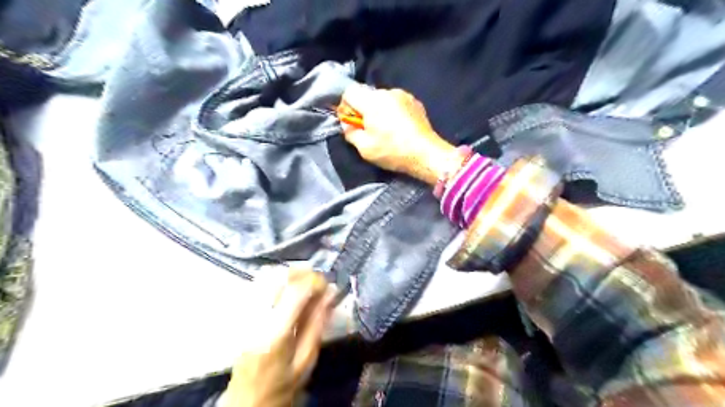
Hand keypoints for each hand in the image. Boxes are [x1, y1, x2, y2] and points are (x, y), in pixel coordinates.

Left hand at [219, 267, 334, 406]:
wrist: (245, 403)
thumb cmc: (280, 387)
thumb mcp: (306, 361)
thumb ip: (317, 325)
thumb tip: (331, 295)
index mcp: (275, 333)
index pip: (296, 291)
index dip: (315, 280)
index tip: (328, 286)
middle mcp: (257, 317)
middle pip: (280, 277)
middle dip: (304, 273)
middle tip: (319, 284)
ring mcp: (246, 313)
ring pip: (268, 276)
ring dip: (291, 274)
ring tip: (306, 284)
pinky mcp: (241, 313)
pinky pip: (259, 283)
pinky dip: (278, 279)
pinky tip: (288, 288)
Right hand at [342, 86, 462, 183]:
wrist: (426, 154)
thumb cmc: (393, 151)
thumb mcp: (365, 148)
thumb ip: (350, 132)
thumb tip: (348, 124)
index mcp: (372, 101)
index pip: (349, 92)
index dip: (346, 106)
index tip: (351, 122)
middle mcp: (388, 92)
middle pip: (367, 95)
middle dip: (363, 110)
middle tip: (368, 130)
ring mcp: (404, 95)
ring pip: (382, 99)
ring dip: (379, 111)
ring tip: (385, 130)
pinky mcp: (415, 102)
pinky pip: (396, 103)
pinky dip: (393, 112)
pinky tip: (398, 128)